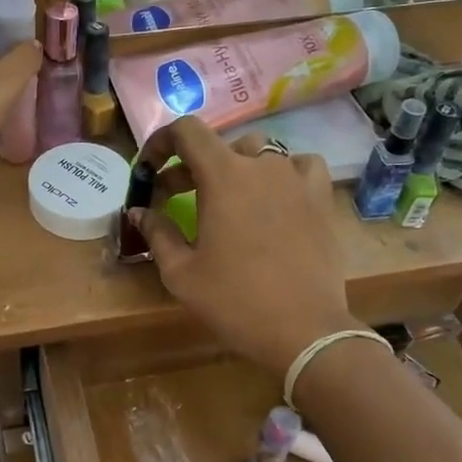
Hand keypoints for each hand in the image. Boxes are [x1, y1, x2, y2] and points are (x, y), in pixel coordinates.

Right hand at [129, 118, 363, 381]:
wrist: (303, 330)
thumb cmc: (235, 300)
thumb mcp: (181, 272)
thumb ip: (157, 233)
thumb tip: (140, 212)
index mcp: (223, 176)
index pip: (187, 131)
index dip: (162, 142)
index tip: (151, 168)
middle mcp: (262, 165)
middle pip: (220, 146)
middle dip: (192, 166)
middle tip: (176, 196)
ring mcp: (296, 179)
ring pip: (260, 154)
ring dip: (235, 168)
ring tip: (227, 197)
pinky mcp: (321, 198)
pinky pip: (300, 166)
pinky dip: (282, 172)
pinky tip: (276, 195)